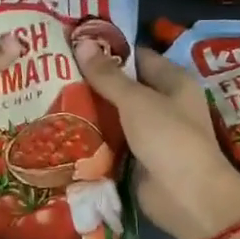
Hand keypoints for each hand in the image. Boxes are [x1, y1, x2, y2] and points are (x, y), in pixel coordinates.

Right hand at [73, 39, 239, 238]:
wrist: (187, 197)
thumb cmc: (169, 138)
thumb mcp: (136, 101)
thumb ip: (108, 75)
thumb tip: (82, 42)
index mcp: (174, 81)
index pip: (137, 57)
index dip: (109, 50)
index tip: (74, 46)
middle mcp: (165, 104)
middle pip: (124, 87)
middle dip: (94, 82)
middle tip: (55, 72)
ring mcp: (152, 133)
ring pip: (116, 115)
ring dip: (91, 110)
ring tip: (51, 97)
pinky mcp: (138, 158)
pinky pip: (113, 141)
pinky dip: (94, 137)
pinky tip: (65, 129)